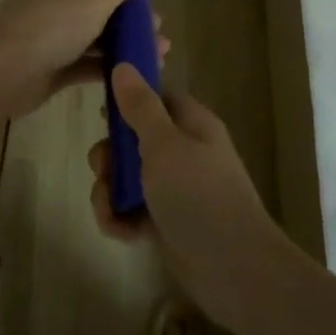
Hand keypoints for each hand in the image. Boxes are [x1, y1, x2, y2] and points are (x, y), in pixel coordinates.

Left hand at [0, 0, 168, 119]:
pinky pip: (82, 64)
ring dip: (122, 47)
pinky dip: (106, 68)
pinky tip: (133, 75)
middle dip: (129, 26)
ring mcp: (46, 38)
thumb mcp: (94, 0)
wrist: (3, 74)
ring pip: (91, 40)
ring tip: (156, 59)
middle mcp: (47, 4)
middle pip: (96, 12)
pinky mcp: (47, 68)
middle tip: (159, 39)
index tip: (151, 13)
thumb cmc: (49, 26)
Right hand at [87, 64, 286, 328]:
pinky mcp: (165, 221)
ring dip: (110, 193)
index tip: (102, 113)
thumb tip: (123, 65)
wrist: (233, 269)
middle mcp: (183, 151)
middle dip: (110, 156)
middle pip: (131, 139)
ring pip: (126, 178)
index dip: (126, 102)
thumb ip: (140, 107)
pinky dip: (121, 220)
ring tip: (112, 211)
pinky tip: (124, 234)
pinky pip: (130, 210)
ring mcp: (174, 188)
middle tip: (105, 170)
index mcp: (191, 124)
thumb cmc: (199, 196)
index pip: (154, 98)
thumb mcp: (164, 145)